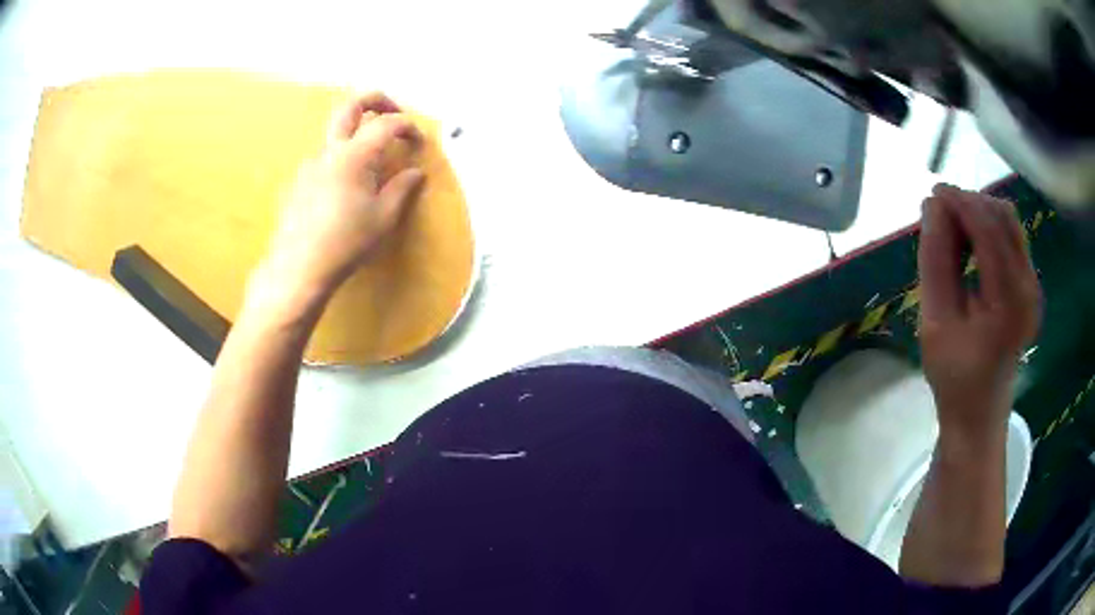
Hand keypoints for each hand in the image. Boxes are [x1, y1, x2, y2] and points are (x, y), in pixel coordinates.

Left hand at [248, 92, 425, 318]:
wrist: (298, 268)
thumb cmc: (346, 243)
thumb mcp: (383, 218)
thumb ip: (402, 188)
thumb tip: (415, 172)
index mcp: (354, 155)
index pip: (386, 124)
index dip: (407, 126)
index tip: (418, 141)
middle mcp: (329, 151)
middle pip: (350, 106)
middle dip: (376, 100)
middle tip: (394, 111)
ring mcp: (309, 164)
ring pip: (335, 133)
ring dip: (356, 134)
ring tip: (372, 163)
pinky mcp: (298, 181)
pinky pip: (324, 159)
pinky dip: (341, 159)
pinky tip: (345, 190)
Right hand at [918, 185, 1040, 437]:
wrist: (979, 417)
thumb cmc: (955, 378)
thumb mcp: (936, 323)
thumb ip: (935, 262)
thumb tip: (931, 207)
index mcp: (1009, 303)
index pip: (989, 229)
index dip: (960, 202)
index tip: (932, 193)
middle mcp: (1029, 288)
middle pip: (1004, 218)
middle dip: (971, 204)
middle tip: (941, 214)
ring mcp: (1033, 288)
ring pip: (1010, 224)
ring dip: (980, 214)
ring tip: (953, 229)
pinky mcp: (1031, 288)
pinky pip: (1012, 240)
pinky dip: (989, 230)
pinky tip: (970, 245)